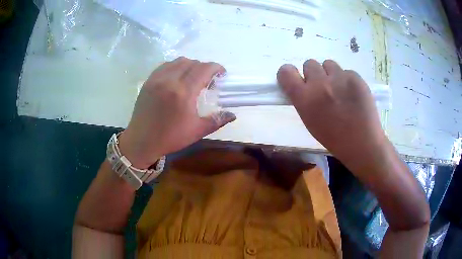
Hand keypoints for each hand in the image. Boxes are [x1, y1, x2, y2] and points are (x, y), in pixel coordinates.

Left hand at [119, 57, 235, 168]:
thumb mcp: (196, 131)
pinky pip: (166, 65)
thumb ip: (217, 120)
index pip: (204, 69)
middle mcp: (170, 80)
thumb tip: (233, 115)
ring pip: (179, 61)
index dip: (216, 68)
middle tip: (207, 80)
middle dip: (205, 68)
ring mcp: (157, 78)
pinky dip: (175, 67)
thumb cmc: (170, 137)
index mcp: (184, 92)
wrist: (142, 140)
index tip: (221, 74)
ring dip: (190, 65)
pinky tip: (177, 78)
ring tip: (192, 77)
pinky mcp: (149, 80)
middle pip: (193, 62)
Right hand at [277, 59, 388, 172]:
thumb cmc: (334, 138)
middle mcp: (319, 83)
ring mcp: (339, 78)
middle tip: (323, 87)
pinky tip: (353, 94)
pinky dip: (347, 80)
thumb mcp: (310, 121)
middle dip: (314, 74)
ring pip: (328, 64)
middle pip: (309, 63)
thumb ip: (302, 100)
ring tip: (340, 89)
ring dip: (330, 74)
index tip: (295, 79)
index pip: (286, 72)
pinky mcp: (355, 77)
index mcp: (304, 98)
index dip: (289, 73)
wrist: (363, 143)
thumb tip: (301, 85)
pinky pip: (345, 71)